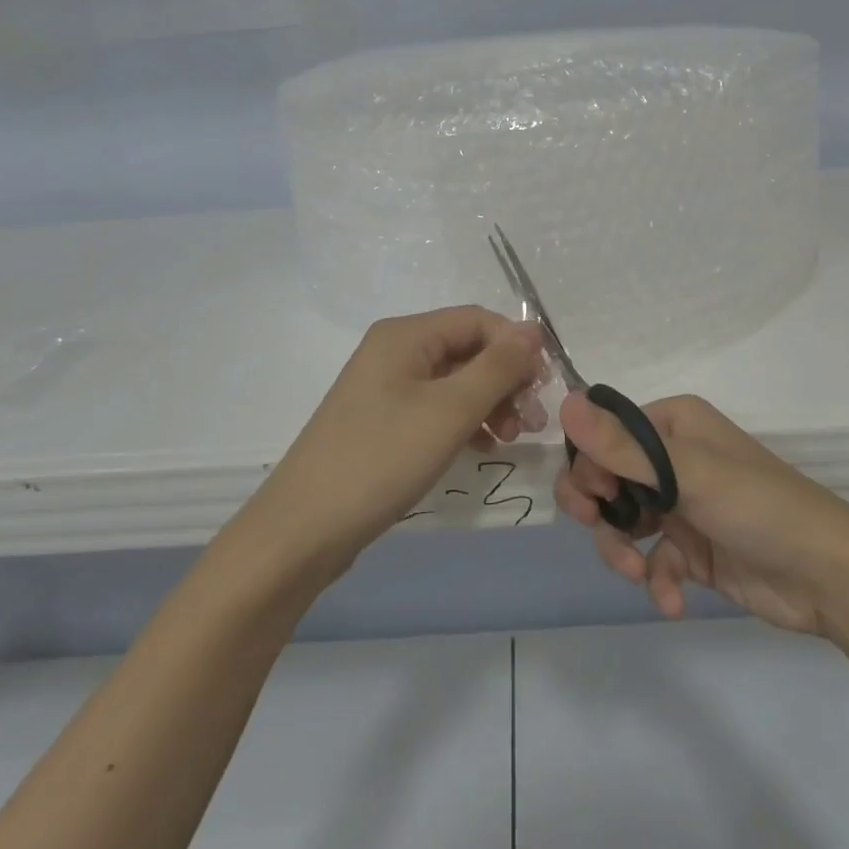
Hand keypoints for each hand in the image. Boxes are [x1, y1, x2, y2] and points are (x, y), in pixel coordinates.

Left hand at [247, 307, 546, 574]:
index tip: (544, 388)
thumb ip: (497, 367)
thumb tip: (533, 331)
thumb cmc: (381, 459)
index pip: (478, 320)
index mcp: (406, 335)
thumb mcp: (450, 410)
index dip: (517, 346)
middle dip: (506, 379)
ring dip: (490, 402)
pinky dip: (465, 421)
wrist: (304, 528)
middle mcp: (394, 351)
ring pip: (455, 380)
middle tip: (531, 422)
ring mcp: (385, 387)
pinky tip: (482, 447)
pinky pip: (436, 407)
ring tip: (511, 438)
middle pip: (467, 349)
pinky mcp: (383, 421)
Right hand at [555, 392, 848, 642]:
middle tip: (597, 525)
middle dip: (598, 508)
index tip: (594, 496)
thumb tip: (564, 400)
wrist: (830, 577)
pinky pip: (652, 559)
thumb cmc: (758, 506)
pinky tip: (673, 600)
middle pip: (606, 477)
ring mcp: (682, 505)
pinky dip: (656, 580)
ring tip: (637, 574)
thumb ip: (622, 446)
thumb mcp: (688, 473)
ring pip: (622, 522)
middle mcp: (673, 458)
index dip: (589, 464)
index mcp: (672, 424)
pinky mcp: (692, 549)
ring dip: (621, 551)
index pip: (605, 433)